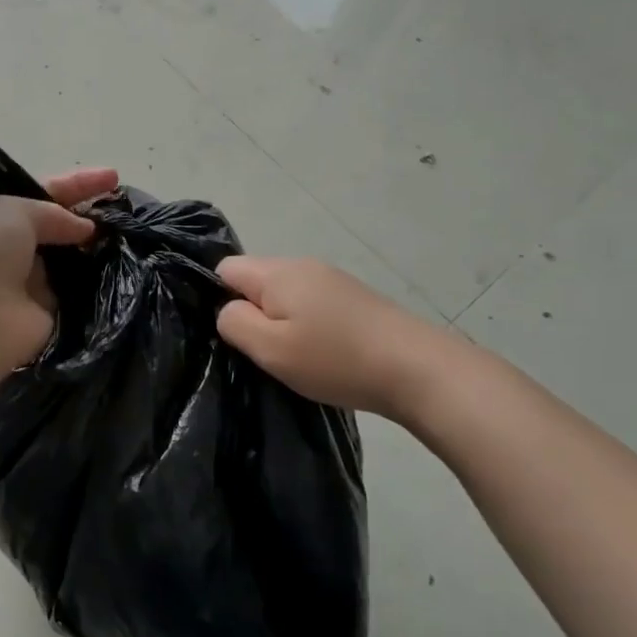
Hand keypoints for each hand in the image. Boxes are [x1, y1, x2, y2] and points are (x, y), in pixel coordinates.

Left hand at [0, 168, 117, 380]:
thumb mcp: (13, 211)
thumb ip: (52, 212)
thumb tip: (84, 230)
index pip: (42, 194)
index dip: (76, 184)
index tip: (113, 177)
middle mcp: (15, 251)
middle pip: (61, 227)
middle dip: (91, 216)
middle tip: (127, 209)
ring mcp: (35, 284)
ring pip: (76, 259)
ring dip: (101, 248)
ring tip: (134, 235)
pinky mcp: (54, 314)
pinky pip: (84, 291)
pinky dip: (103, 280)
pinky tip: (129, 266)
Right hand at [216, 256, 456, 421]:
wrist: (418, 370)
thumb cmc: (335, 359)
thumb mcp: (270, 348)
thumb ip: (234, 323)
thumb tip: (226, 310)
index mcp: (278, 271)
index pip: (226, 268)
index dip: (218, 298)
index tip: (233, 334)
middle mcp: (304, 266)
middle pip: (257, 281)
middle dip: (252, 313)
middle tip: (262, 353)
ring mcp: (333, 281)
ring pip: (286, 295)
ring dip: (281, 323)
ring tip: (293, 358)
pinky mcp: (355, 300)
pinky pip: (312, 306)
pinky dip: (307, 327)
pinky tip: (322, 355)